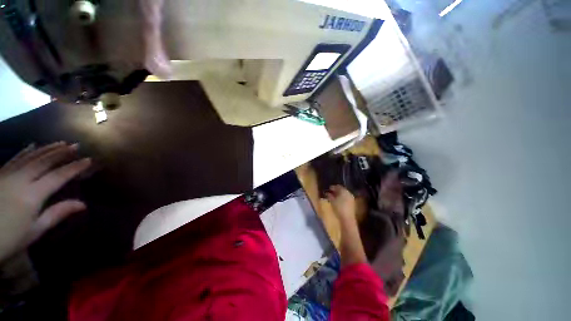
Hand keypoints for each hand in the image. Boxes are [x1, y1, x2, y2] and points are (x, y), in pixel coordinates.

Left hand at [0, 142, 90, 261]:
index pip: (58, 176)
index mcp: (33, 194)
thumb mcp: (34, 230)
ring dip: (46, 148)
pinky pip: (15, 158)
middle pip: (43, 161)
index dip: (74, 167)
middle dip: (61, 152)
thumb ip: (56, 214)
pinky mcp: (0, 173)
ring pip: (30, 156)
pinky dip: (26, 151)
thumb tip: (83, 204)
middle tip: (76, 145)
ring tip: (60, 143)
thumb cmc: (10, 237)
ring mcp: (8, 174)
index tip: (89, 160)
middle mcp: (21, 179)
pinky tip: (32, 146)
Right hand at [325, 185, 355, 222]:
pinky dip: (340, 199)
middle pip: (341, 190)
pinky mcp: (351, 205)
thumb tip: (327, 192)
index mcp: (345, 191)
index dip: (333, 187)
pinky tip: (336, 201)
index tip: (328, 188)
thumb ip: (329, 195)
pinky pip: (345, 199)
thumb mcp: (332, 201)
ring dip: (337, 195)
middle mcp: (348, 194)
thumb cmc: (339, 208)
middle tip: (329, 192)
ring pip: (343, 195)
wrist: (347, 219)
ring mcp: (351, 199)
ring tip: (331, 197)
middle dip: (335, 191)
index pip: (338, 186)